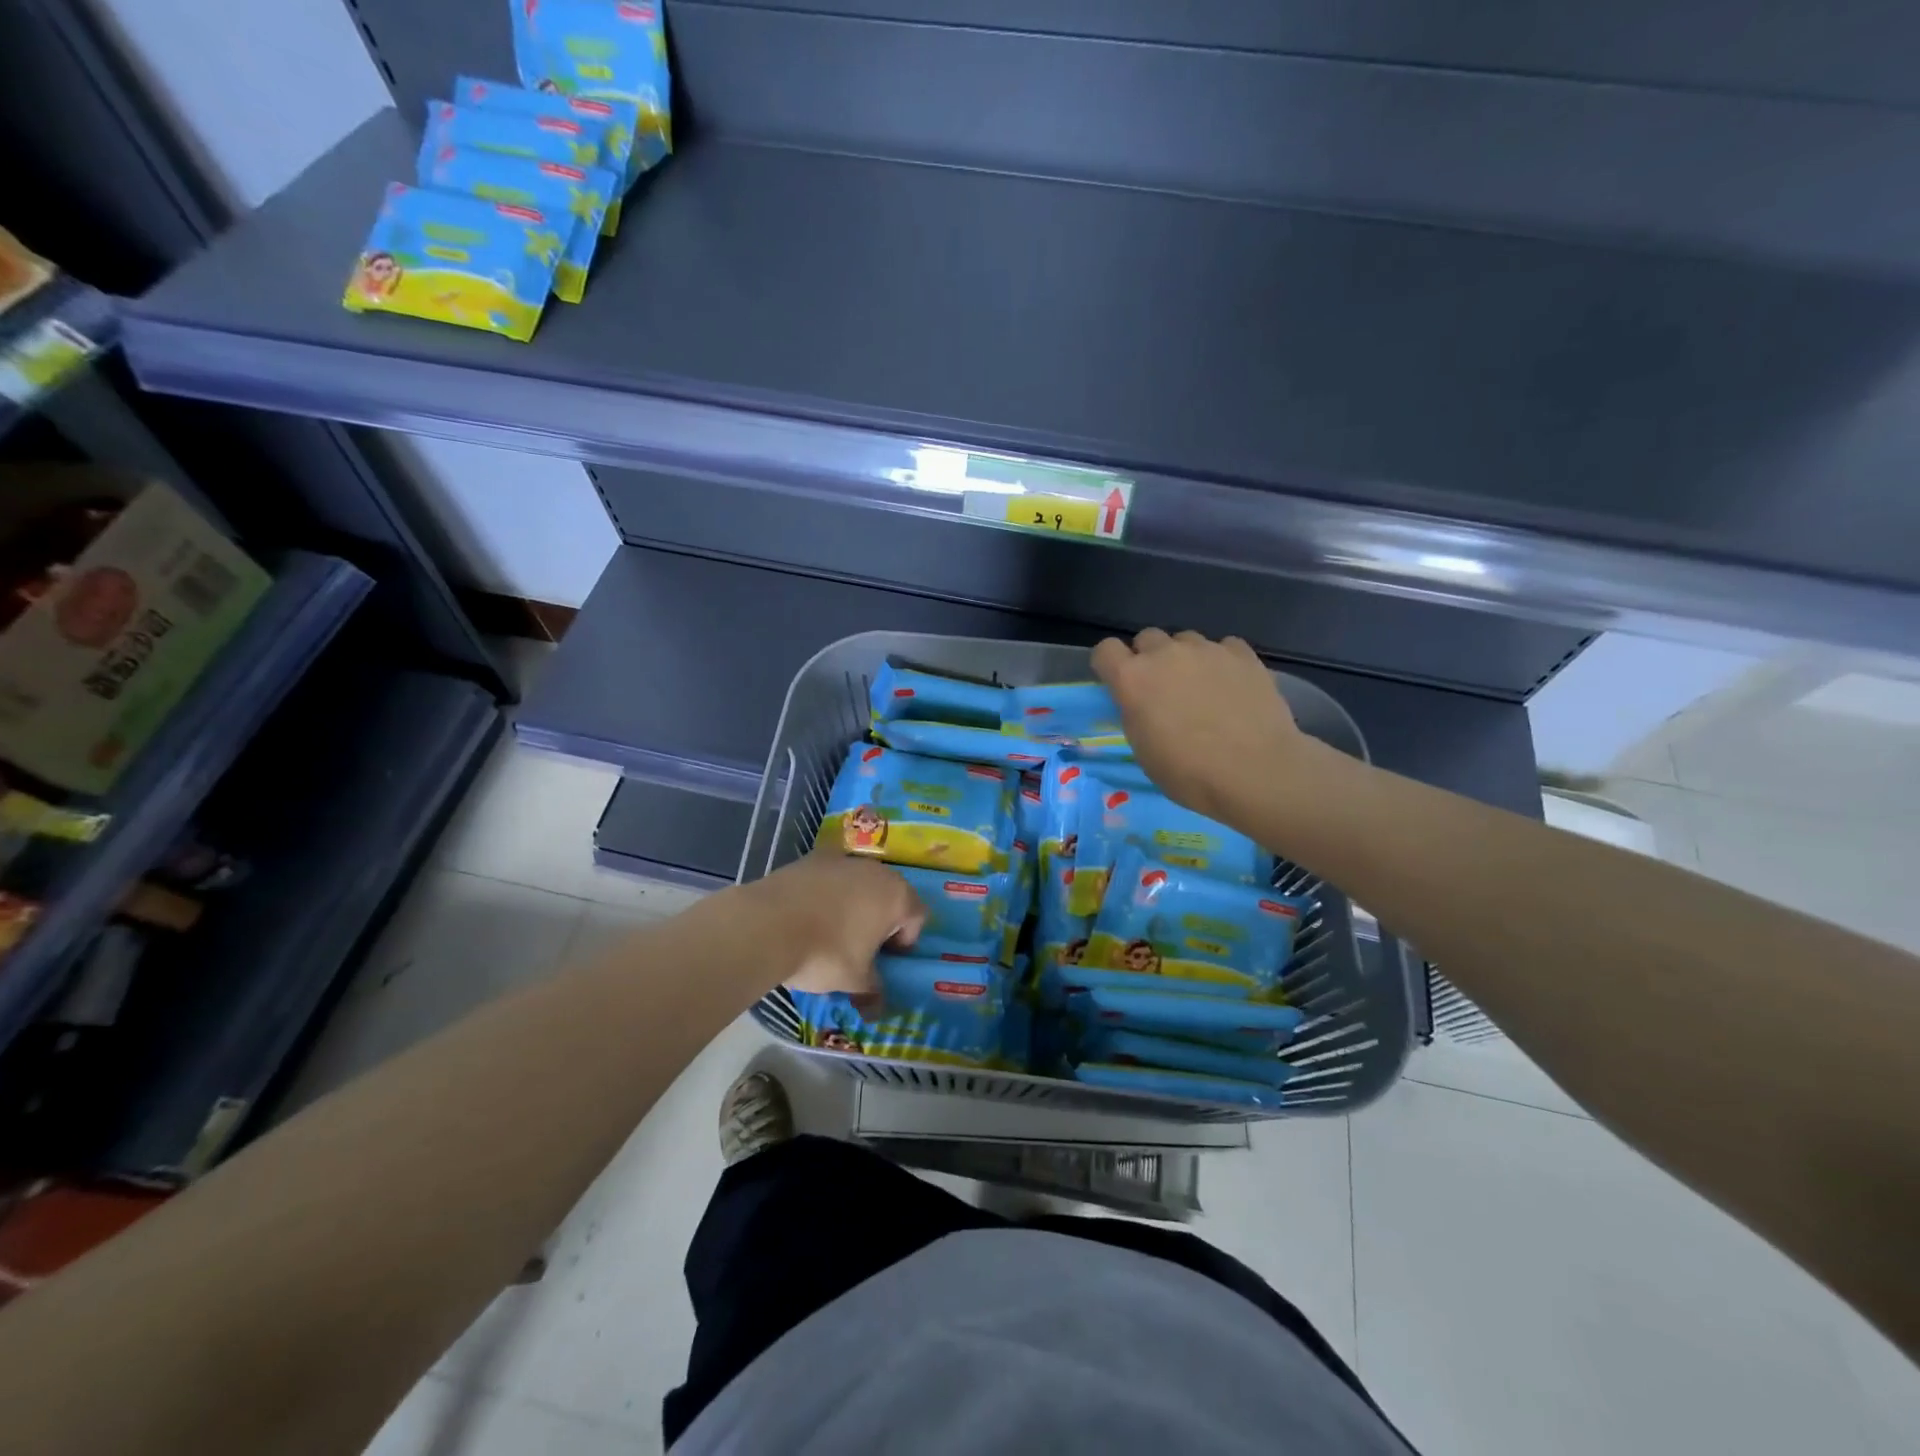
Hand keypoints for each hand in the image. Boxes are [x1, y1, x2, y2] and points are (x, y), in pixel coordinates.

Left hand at [746, 851, 926, 1000]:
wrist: (768, 924)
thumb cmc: (826, 953)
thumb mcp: (855, 981)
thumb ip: (873, 991)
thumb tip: (877, 1008)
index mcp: (897, 896)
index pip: (917, 917)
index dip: (905, 941)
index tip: (884, 959)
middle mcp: (876, 871)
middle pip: (889, 895)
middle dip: (880, 919)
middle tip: (861, 946)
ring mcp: (843, 859)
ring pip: (859, 884)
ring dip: (853, 904)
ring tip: (831, 931)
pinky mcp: (812, 858)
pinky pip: (830, 878)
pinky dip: (826, 894)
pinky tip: (807, 916)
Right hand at [1092, 629, 1305, 823]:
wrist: (1255, 772)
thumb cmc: (1189, 773)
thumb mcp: (1143, 749)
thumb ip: (1135, 713)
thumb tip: (1141, 702)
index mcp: (1132, 679)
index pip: (1106, 650)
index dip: (1110, 665)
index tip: (1119, 683)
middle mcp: (1165, 654)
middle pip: (1147, 638)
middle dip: (1149, 658)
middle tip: (1163, 688)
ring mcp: (1207, 650)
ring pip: (1186, 640)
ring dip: (1186, 658)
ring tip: (1202, 687)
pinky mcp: (1242, 654)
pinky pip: (1224, 646)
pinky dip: (1222, 661)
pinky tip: (1232, 685)